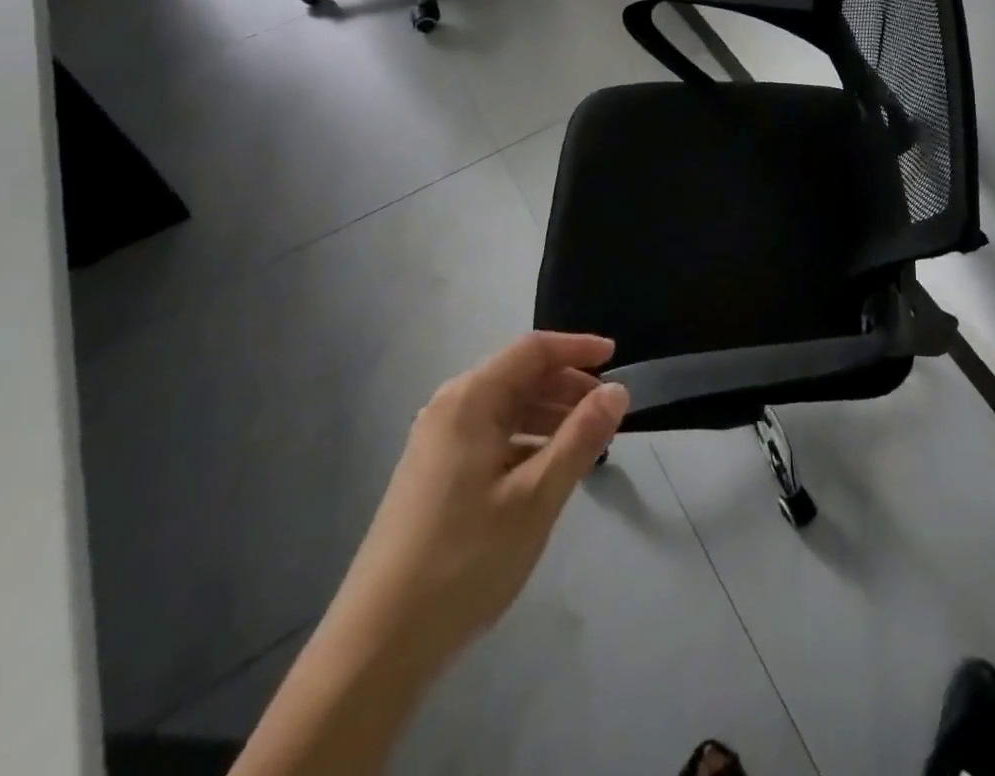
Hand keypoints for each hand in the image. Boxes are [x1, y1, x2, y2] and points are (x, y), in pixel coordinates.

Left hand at [337, 331, 630, 661]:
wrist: (376, 645)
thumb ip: (581, 438)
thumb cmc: (463, 561)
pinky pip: (491, 436)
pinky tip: (546, 471)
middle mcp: (450, 408)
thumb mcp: (536, 497)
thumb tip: (617, 391)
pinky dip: (526, 441)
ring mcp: (437, 442)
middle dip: (567, 386)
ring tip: (587, 444)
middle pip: (519, 376)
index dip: (578, 348)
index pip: (533, 350)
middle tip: (608, 413)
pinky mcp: (434, 474)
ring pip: (506, 409)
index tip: (617, 358)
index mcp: (470, 400)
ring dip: (549, 415)